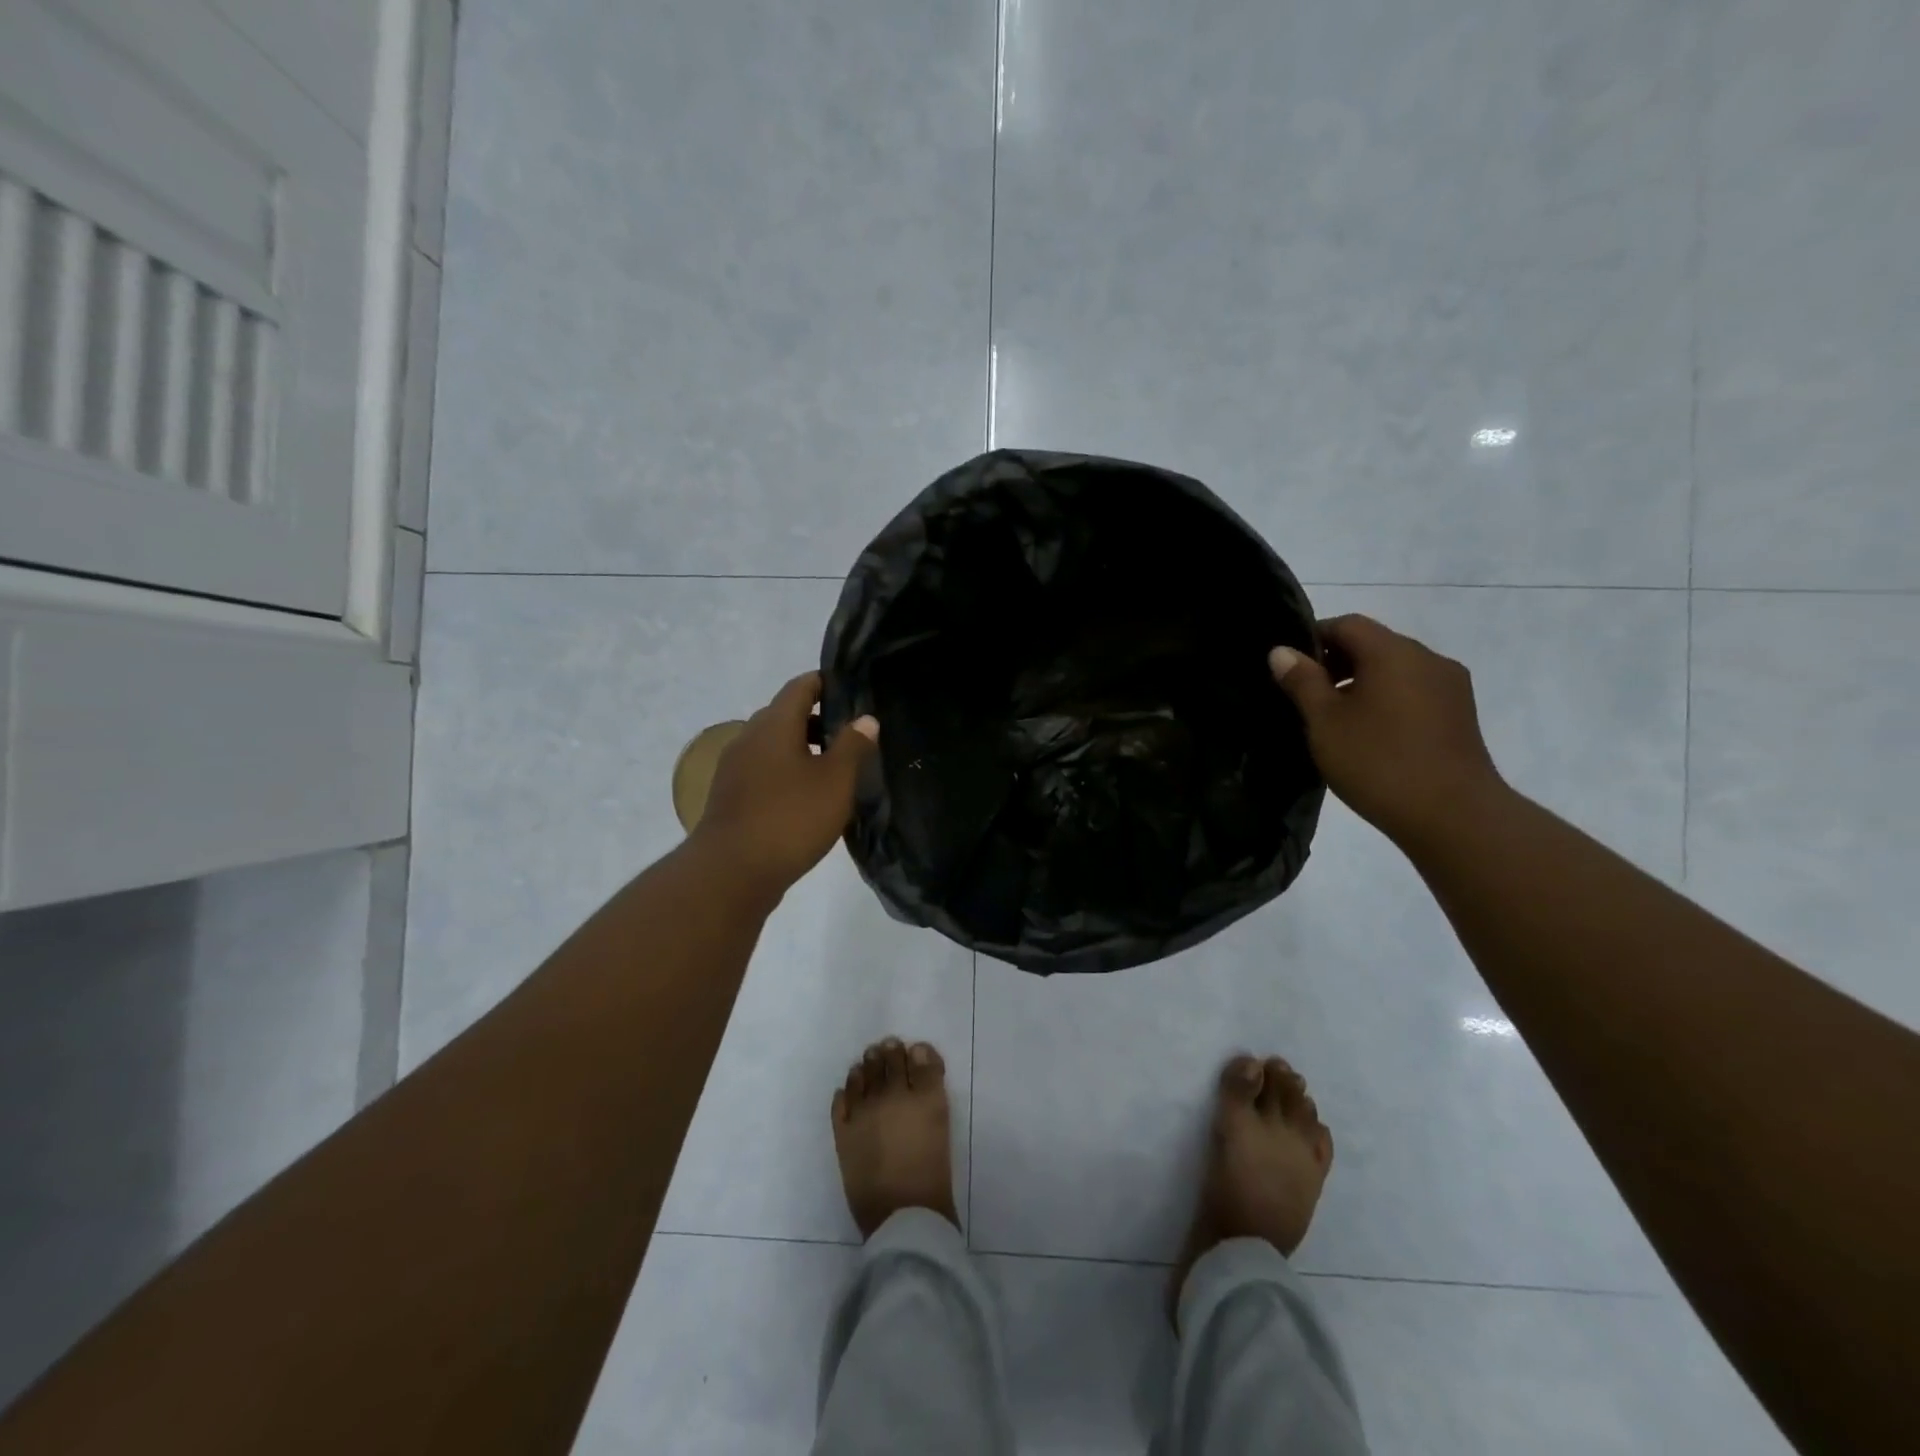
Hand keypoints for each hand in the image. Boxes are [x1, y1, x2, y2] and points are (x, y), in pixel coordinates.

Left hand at [693, 672, 878, 897]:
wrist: (731, 872)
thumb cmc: (791, 818)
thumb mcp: (835, 781)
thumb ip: (853, 746)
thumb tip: (866, 718)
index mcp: (774, 724)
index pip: (800, 686)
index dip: (826, 683)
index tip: (852, 691)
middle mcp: (749, 737)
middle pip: (784, 714)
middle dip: (816, 719)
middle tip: (850, 734)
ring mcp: (735, 768)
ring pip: (773, 745)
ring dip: (801, 748)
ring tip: (833, 767)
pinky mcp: (730, 796)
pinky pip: (763, 770)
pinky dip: (786, 771)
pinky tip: (805, 796)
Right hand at [1269, 615, 1503, 847]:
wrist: (1454, 816)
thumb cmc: (1378, 762)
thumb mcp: (1325, 722)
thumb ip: (1302, 681)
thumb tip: (1282, 651)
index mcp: (1393, 652)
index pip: (1347, 624)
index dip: (1314, 637)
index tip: (1289, 667)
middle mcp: (1427, 658)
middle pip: (1374, 644)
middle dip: (1337, 661)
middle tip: (1306, 696)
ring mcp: (1450, 687)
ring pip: (1396, 669)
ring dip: (1363, 682)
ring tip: (1336, 719)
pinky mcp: (1460, 715)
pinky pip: (1414, 692)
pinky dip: (1387, 700)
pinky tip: (1371, 734)